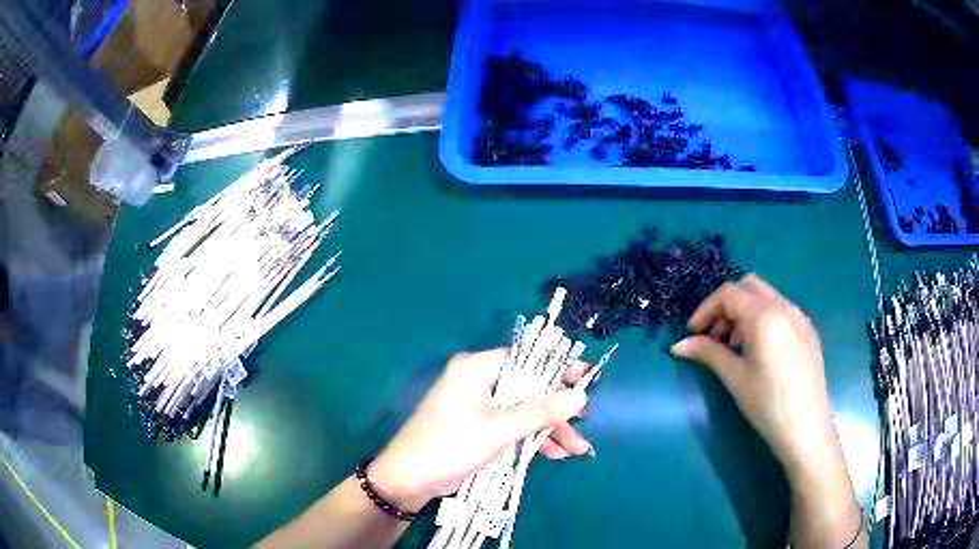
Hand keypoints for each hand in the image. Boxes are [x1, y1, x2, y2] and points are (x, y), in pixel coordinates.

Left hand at [367, 349, 590, 511]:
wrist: (409, 480)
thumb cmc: (450, 446)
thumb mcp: (499, 429)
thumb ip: (541, 411)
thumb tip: (580, 395)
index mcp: (476, 368)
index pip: (526, 358)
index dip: (557, 368)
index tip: (587, 379)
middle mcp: (477, 381)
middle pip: (528, 389)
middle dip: (556, 412)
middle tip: (582, 426)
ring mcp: (477, 406)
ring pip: (523, 411)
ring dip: (548, 430)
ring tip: (576, 450)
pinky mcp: (478, 427)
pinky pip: (512, 426)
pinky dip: (531, 439)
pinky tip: (555, 453)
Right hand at [669, 274, 837, 471]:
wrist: (807, 429)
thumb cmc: (767, 404)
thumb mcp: (734, 377)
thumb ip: (708, 353)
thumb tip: (678, 346)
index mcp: (765, 315)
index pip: (729, 293)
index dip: (705, 309)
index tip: (693, 334)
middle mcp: (785, 307)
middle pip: (748, 286)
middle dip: (726, 306)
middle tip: (713, 336)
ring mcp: (800, 317)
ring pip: (766, 296)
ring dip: (744, 312)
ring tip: (735, 348)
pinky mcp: (808, 331)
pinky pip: (780, 310)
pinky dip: (762, 319)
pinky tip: (758, 351)